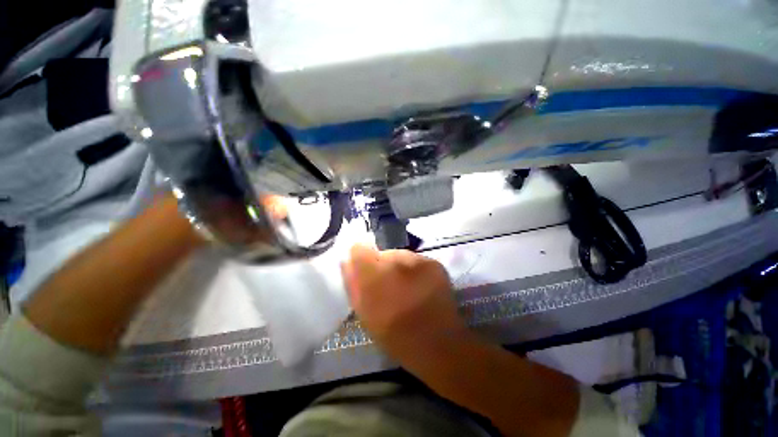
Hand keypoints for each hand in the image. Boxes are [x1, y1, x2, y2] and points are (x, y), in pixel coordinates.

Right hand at [342, 244, 469, 359]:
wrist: (439, 345)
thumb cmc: (396, 335)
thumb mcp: (365, 314)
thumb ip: (353, 285)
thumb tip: (347, 262)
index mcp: (374, 276)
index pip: (359, 249)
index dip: (359, 257)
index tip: (363, 269)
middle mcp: (396, 261)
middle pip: (382, 253)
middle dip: (381, 267)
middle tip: (388, 287)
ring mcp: (418, 259)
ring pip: (400, 256)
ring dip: (398, 268)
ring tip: (406, 289)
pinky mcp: (433, 263)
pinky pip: (416, 260)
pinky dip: (414, 270)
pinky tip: (420, 288)